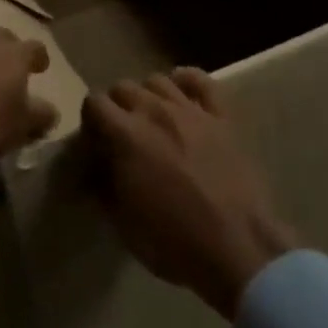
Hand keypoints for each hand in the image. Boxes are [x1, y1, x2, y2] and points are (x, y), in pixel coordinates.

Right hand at [82, 70, 296, 319]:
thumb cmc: (173, 242)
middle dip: (116, 108)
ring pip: (158, 80)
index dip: (90, 122)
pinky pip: (201, 80)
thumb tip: (95, 166)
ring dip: (148, 96)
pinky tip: (182, 95)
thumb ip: (103, 185)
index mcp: (126, 135)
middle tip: (122, 137)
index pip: (94, 103)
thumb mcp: (122, 223)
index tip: (96, 144)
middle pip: (124, 87)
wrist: (237, 247)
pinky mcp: (222, 116)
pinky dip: (187, 81)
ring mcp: (191, 110)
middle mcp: (155, 111)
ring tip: (152, 121)